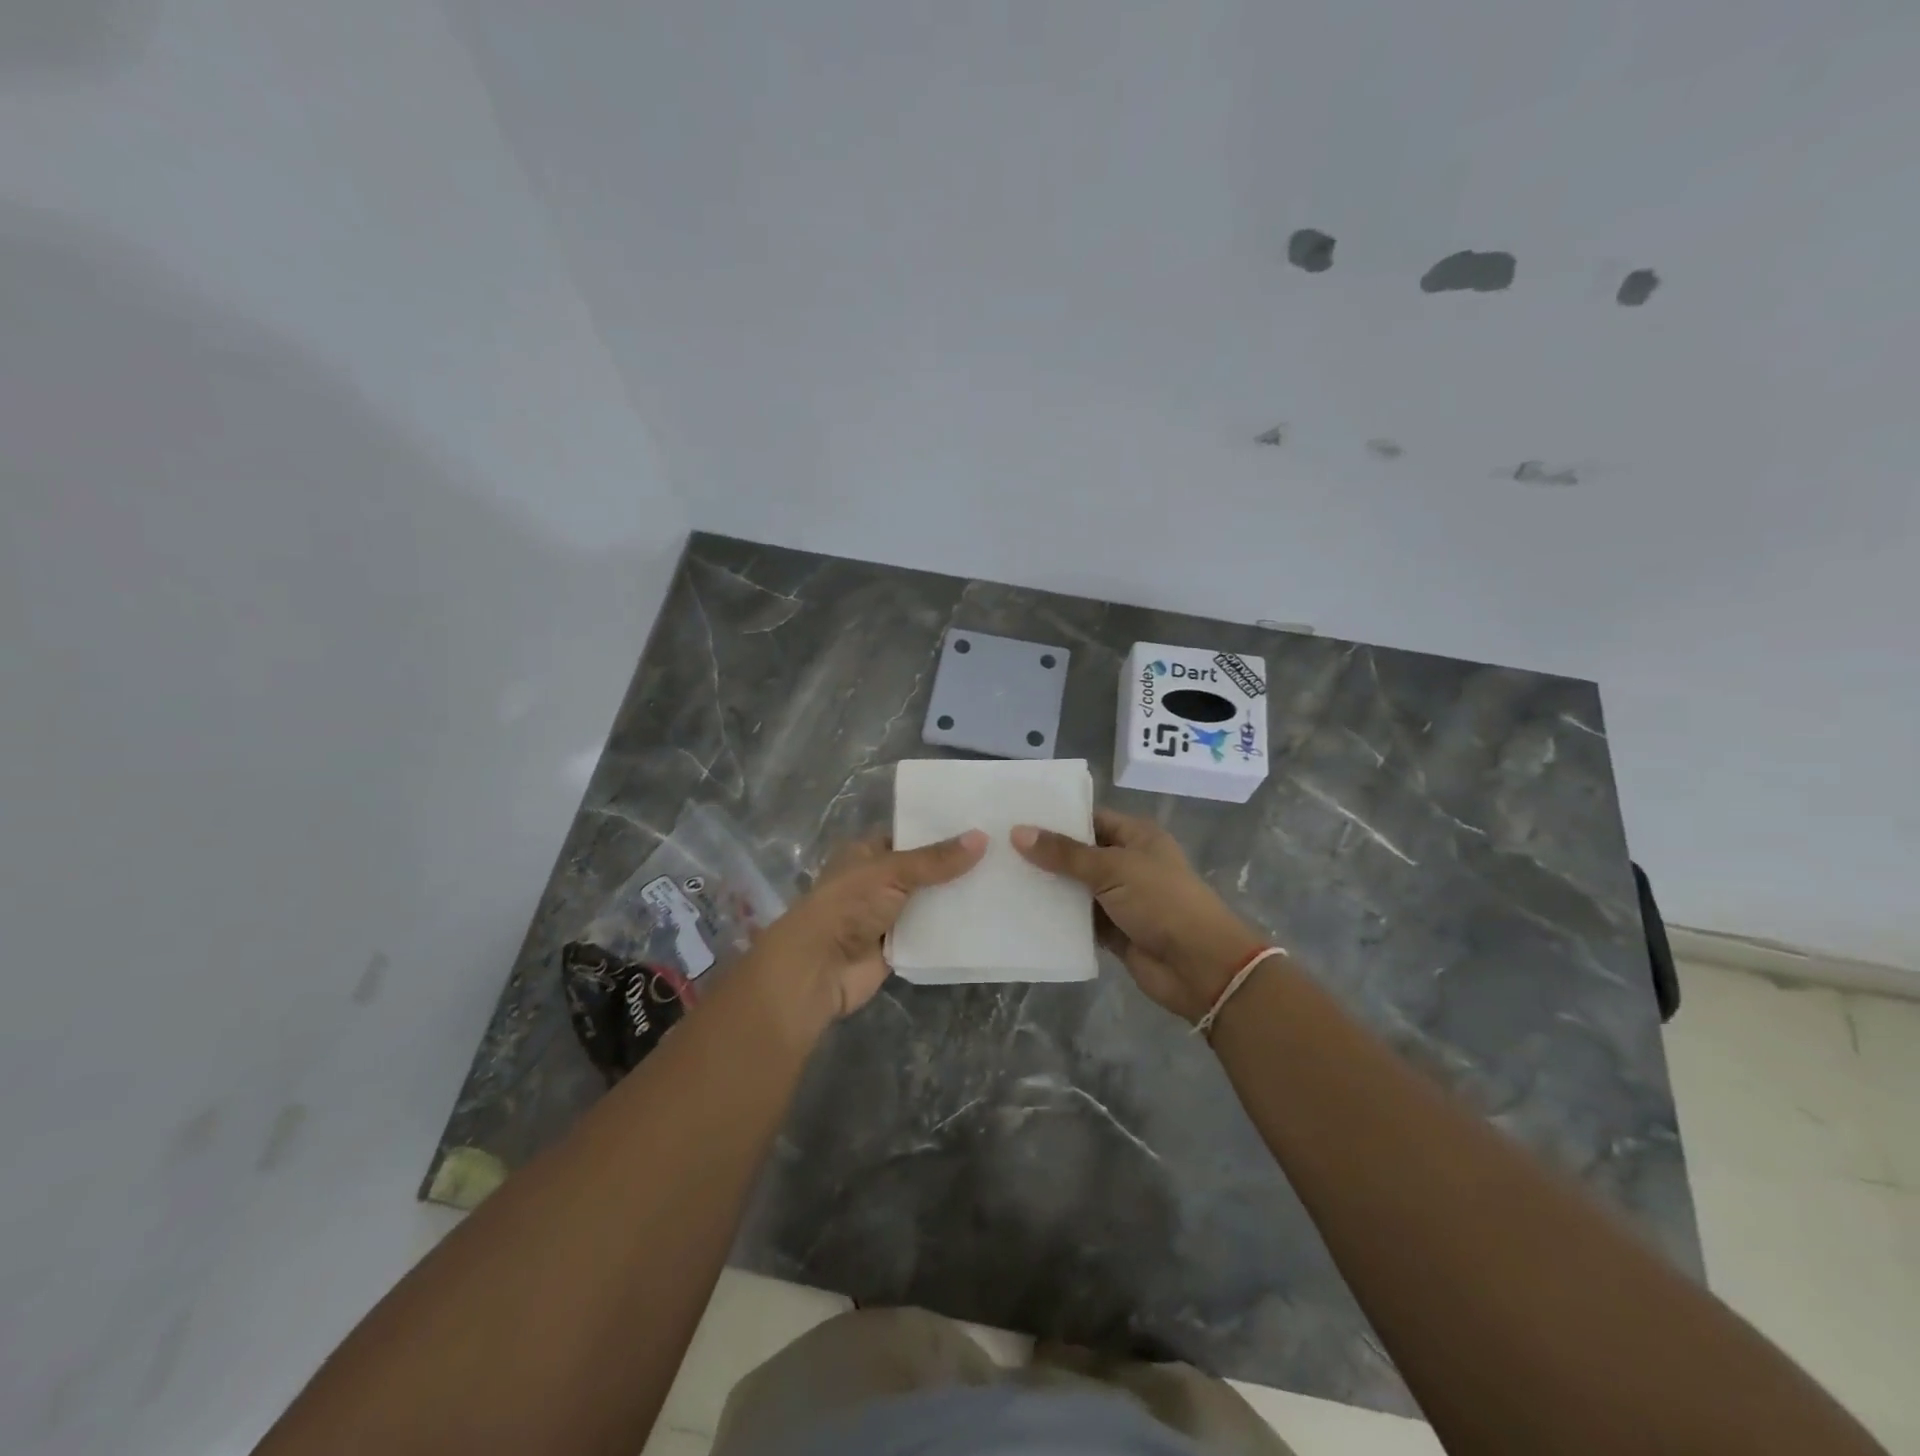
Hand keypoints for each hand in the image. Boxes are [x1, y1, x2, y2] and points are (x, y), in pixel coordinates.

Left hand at [744, 830, 986, 1034]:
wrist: (818, 969)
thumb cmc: (848, 906)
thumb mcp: (892, 872)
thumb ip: (936, 859)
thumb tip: (982, 837)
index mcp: (868, 852)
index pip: (911, 834)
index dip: (942, 830)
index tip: (983, 823)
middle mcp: (878, 880)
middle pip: (924, 869)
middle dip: (956, 865)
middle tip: (1004, 853)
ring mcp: (888, 914)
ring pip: (930, 901)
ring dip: (957, 898)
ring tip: (1006, 882)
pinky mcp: (899, 946)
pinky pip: (931, 933)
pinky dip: (953, 929)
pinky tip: (989, 919)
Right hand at [1012, 810, 1266, 1023]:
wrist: (1200, 966)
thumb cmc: (1162, 902)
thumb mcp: (1113, 868)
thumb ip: (1065, 853)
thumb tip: (1018, 832)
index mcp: (1137, 837)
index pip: (1090, 819)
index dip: (1056, 818)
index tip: (1016, 817)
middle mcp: (1128, 863)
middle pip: (1080, 854)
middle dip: (1045, 854)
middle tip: (998, 848)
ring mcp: (1121, 899)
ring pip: (1077, 888)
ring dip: (1048, 887)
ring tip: (1001, 878)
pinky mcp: (1114, 932)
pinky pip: (1079, 920)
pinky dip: (1058, 919)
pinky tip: (1022, 913)